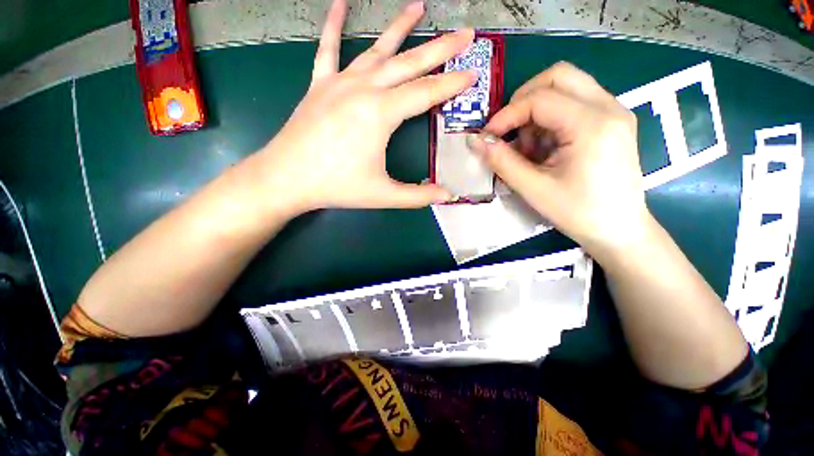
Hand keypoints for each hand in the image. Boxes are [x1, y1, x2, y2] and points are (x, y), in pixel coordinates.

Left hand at [252, 0, 476, 213]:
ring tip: (419, 7)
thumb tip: (448, 195)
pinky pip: (327, 48)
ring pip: (376, 49)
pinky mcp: (319, 85)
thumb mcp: (383, 195)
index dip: (452, 84)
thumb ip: (418, 196)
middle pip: (409, 63)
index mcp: (381, 113)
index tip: (474, 72)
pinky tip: (340, 3)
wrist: (287, 179)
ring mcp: (339, 83)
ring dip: (399, 28)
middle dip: (440, 48)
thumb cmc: (337, 187)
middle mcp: (363, 89)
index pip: (426, 93)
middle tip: (464, 33)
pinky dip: (333, 24)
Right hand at [466, 62, 651, 257]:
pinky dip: (551, 118)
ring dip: (537, 110)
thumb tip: (475, 142)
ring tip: (528, 147)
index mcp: (592, 124)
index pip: (539, 98)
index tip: (487, 137)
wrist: (619, 230)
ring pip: (566, 87)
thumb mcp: (533, 189)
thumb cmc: (578, 213)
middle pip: (558, 75)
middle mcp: (608, 107)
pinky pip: (574, 103)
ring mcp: (614, 112)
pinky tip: (545, 148)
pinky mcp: (612, 121)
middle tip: (509, 131)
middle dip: (523, 100)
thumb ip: (501, 161)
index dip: (506, 115)